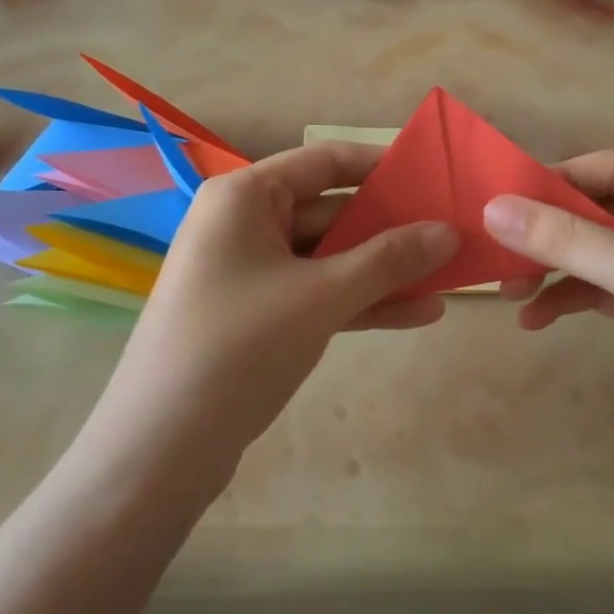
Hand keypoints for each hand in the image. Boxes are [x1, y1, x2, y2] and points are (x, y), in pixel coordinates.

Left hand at [103, 142, 458, 462]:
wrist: (160, 451)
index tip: (433, 177)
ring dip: (384, 270)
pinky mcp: (258, 317)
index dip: (381, 167)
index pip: (325, 162)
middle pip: (331, 212)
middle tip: (453, 235)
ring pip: (329, 259)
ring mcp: (251, 273)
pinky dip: (361, 302)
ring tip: (448, 278)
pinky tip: (419, 314)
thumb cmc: (239, 346)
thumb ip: (389, 259)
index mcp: (246, 196)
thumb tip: (448, 232)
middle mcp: (245, 224)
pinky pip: (318, 295)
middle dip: (392, 228)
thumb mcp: (322, 296)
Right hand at [484, 153, 613, 493]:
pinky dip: (570, 299)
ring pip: (597, 252)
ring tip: (509, 291)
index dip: (556, 180)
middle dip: (549, 232)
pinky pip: (604, 290)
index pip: (613, 169)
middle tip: (497, 253)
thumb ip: (569, 239)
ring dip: (554, 268)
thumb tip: (492, 208)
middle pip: (600, 211)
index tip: (501, 199)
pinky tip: (536, 318)